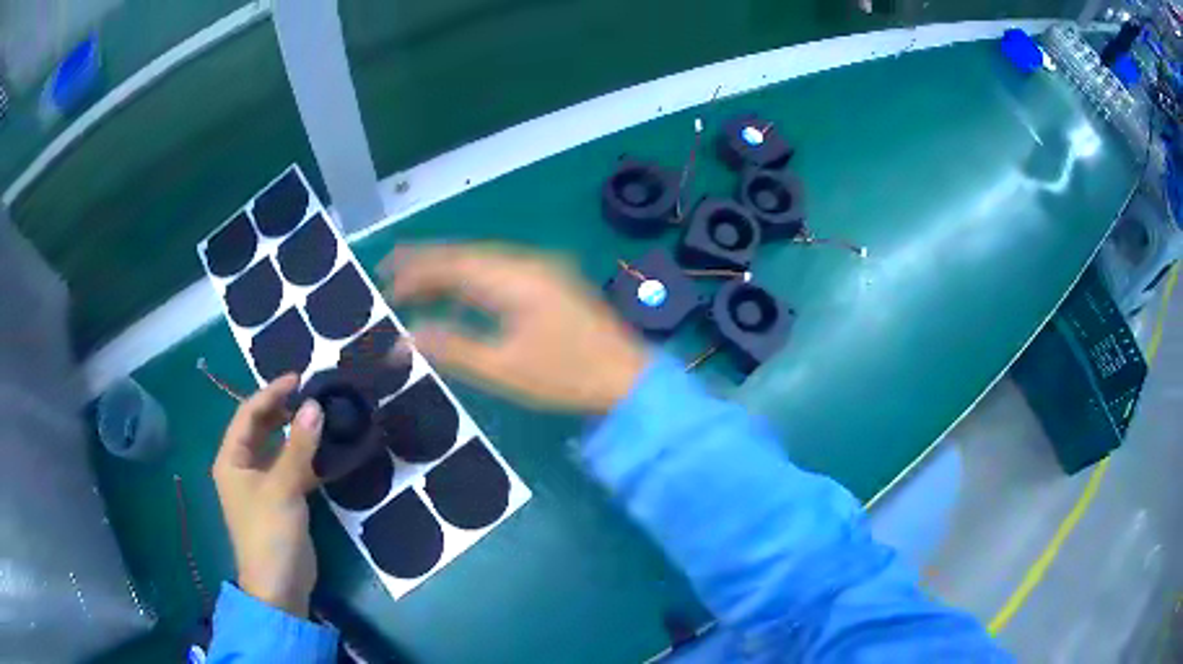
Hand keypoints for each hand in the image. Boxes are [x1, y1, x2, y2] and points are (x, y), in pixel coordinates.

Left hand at [212, 375, 323, 617]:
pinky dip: (304, 456)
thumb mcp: (283, 487)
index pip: (248, 414)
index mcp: (231, 460)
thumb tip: (315, 405)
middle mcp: (242, 468)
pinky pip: (290, 468)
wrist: (280, 586)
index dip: (271, 393)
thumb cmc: (270, 533)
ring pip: (277, 448)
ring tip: (320, 415)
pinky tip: (324, 450)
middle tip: (312, 394)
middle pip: (260, 428)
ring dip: (295, 432)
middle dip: (283, 409)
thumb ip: (299, 446)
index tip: (299, 378)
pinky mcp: (280, 501)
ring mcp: (261, 486)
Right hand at [381, 245, 648, 412]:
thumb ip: (451, 349)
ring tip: (413, 285)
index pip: (451, 263)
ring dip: (447, 270)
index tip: (383, 283)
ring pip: (481, 259)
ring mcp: (542, 269)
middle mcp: (526, 262)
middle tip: (388, 274)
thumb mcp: (503, 369)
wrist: (629, 378)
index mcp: (513, 278)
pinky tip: (456, 296)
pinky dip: (471, 280)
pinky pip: (499, 271)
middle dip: (425, 263)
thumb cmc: (567, 376)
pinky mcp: (550, 281)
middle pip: (464, 254)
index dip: (414, 270)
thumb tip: (403, 340)